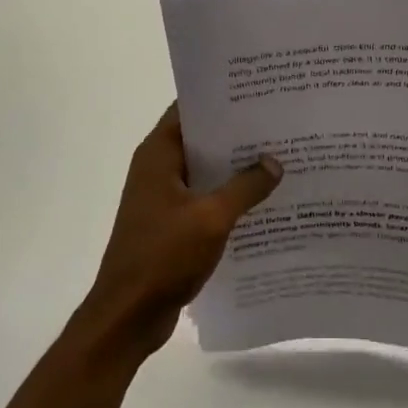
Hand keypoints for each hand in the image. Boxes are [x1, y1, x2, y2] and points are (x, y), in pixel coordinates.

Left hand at [82, 105, 282, 360]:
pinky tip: (263, 199)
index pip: (188, 109)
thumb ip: (245, 187)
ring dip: (235, 167)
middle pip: (200, 139)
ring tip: (279, 156)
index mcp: (158, 155)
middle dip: (236, 133)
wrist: (128, 316)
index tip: (257, 92)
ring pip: (205, 171)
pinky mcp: (172, 224)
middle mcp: (158, 169)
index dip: (220, 98)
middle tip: (279, 123)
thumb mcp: (211, 218)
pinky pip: (205, 198)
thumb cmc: (163, 257)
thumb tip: (274, 162)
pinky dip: (229, 196)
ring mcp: (164, 198)